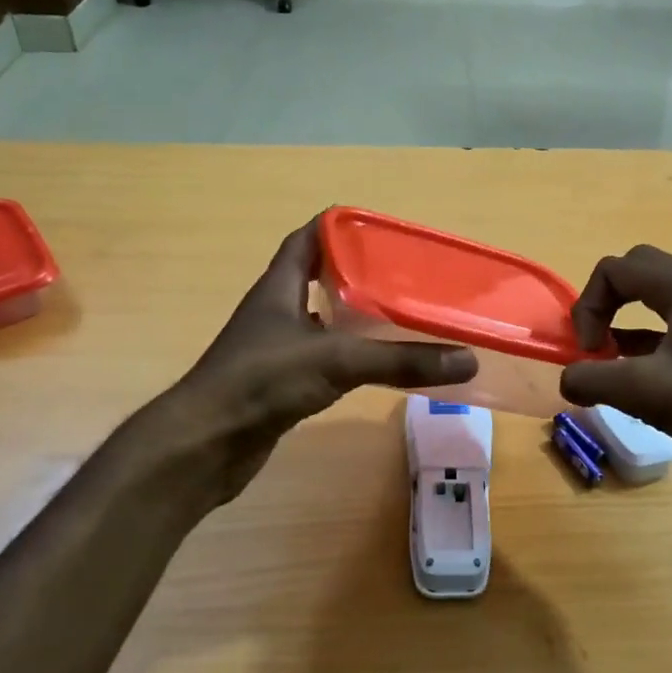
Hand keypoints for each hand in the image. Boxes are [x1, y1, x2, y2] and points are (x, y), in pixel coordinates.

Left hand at [132, 218, 476, 503]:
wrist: (204, 445)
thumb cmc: (261, 382)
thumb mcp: (336, 361)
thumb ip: (399, 360)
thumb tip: (467, 358)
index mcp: (279, 287)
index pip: (307, 238)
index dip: (339, 226)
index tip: (381, 229)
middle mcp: (275, 311)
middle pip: (317, 276)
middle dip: (356, 270)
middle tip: (403, 272)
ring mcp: (275, 348)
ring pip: (321, 318)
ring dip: (353, 312)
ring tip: (399, 312)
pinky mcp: (280, 383)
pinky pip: (321, 356)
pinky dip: (348, 353)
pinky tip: (374, 362)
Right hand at [559, 245, 671, 468]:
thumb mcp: (644, 393)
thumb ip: (592, 380)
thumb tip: (568, 379)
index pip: (616, 269)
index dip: (590, 307)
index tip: (591, 351)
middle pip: (636, 271)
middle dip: (605, 303)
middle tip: (596, 344)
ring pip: (655, 295)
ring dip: (624, 320)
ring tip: (610, 362)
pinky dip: (646, 338)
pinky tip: (638, 374)